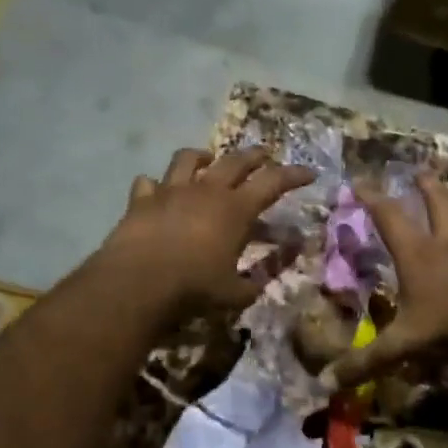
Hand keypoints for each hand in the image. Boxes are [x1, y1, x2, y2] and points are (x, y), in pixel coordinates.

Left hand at [101, 147, 312, 311]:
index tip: (309, 172)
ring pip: (188, 159)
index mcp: (235, 209)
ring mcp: (171, 190)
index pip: (273, 182)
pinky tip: (157, 191)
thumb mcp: (237, 292)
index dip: (294, 175)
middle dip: (255, 155)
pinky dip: (155, 185)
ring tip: (207, 159)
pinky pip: (148, 182)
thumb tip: (278, 269)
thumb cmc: (194, 288)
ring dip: (202, 157)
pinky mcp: (141, 200)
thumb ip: (261, 278)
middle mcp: (206, 190)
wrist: (138, 283)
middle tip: (265, 154)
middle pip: (235, 160)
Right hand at [327, 175, 447, 387]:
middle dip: (427, 188)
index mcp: (418, 255)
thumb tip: (326, 383)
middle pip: (438, 205)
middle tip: (421, 172)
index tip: (360, 182)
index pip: (388, 217)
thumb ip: (365, 362)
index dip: (372, 198)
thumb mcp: (401, 346)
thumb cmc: (447, 328)